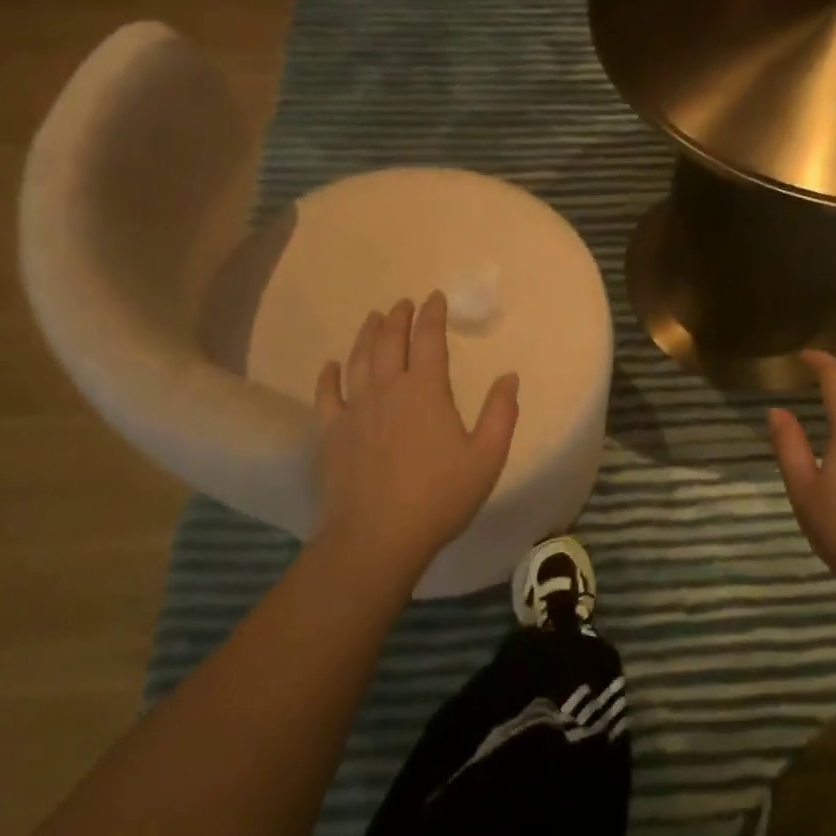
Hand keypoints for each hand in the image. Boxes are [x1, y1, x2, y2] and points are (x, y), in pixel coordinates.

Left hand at [313, 293, 519, 586]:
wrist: (377, 537)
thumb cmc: (439, 497)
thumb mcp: (487, 457)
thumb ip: (501, 414)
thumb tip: (509, 377)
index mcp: (426, 391)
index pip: (429, 339)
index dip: (433, 314)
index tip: (436, 298)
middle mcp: (388, 389)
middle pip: (389, 341)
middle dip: (398, 317)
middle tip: (403, 303)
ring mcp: (355, 410)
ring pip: (358, 360)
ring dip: (367, 335)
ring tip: (373, 318)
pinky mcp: (331, 433)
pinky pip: (326, 395)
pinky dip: (328, 376)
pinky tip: (330, 365)